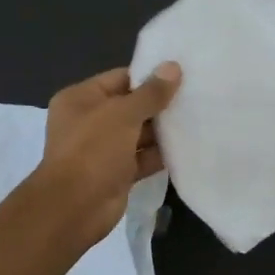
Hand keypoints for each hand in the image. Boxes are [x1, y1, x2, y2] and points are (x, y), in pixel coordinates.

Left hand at [38, 63, 180, 242]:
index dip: (149, 76)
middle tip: (197, 94)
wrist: (75, 207)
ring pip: (139, 134)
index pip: (120, 79)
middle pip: (131, 106)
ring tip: (199, 117)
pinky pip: (143, 158)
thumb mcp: (122, 114)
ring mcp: (103, 149)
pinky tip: (189, 146)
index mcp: (81, 99)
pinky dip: (161, 154)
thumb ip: (151, 93)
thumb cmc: (93, 150)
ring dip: (163, 130)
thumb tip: (173, 67)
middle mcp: (90, 121)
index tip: (181, 73)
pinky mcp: (117, 173)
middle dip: (160, 104)